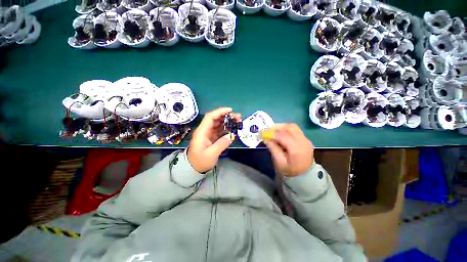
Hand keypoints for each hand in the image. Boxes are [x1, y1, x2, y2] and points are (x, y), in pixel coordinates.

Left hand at [187, 107, 240, 172]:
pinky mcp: (211, 137)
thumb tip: (231, 136)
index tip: (230, 110)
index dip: (219, 112)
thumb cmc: (200, 161)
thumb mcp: (211, 155)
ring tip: (237, 121)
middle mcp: (204, 130)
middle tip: (238, 117)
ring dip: (227, 121)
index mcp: (202, 132)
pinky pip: (219, 130)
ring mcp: (208, 134)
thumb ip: (221, 144)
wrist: (193, 168)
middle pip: (215, 119)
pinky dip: (226, 128)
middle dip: (226, 116)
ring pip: (218, 123)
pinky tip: (232, 128)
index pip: (210, 117)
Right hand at [264, 123, 313, 176]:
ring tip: (272, 131)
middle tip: (266, 131)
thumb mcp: (279, 162)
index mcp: (297, 149)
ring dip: (281, 127)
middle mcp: (303, 142)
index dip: (271, 133)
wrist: (304, 176)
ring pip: (292, 126)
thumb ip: (273, 148)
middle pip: (289, 128)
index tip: (261, 133)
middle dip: (276, 127)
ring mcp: (306, 139)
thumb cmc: (289, 171)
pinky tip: (280, 133)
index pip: (283, 136)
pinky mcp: (305, 139)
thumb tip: (266, 138)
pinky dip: (286, 129)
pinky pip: (295, 130)